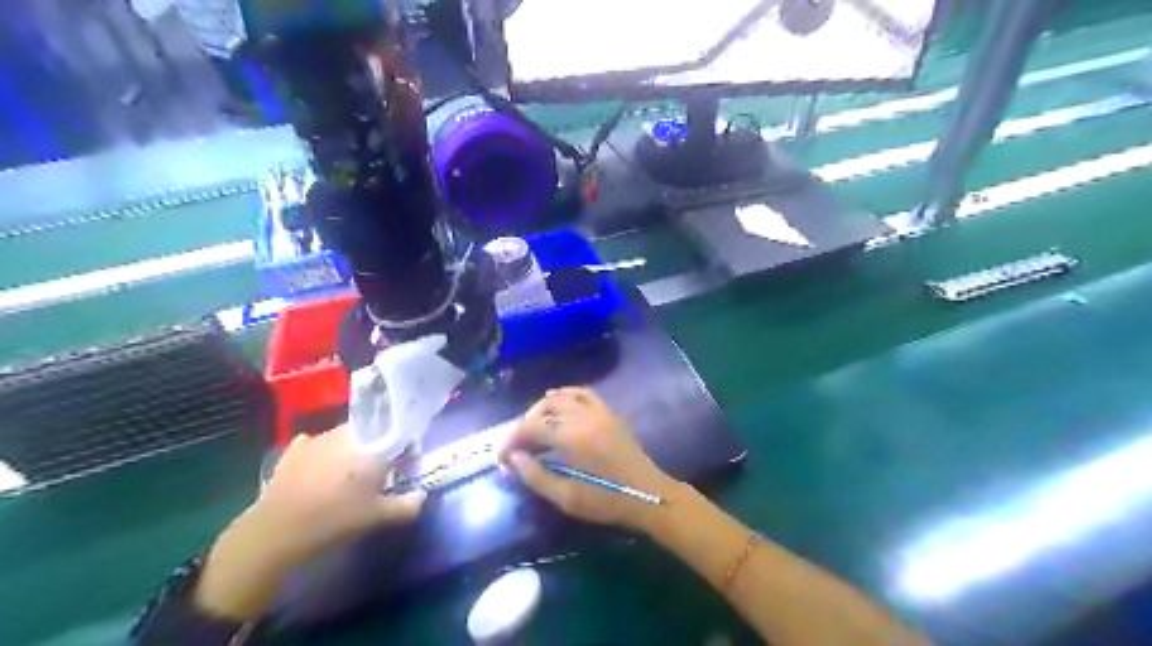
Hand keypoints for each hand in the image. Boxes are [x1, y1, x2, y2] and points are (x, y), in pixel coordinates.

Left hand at [247, 425, 426, 565]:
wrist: (277, 531)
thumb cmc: (336, 519)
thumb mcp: (378, 517)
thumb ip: (407, 505)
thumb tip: (424, 495)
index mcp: (372, 444)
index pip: (397, 432)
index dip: (404, 446)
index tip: (406, 461)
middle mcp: (346, 433)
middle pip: (370, 432)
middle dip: (377, 446)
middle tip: (379, 470)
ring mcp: (317, 439)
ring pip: (343, 435)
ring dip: (350, 447)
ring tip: (350, 471)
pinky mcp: (293, 451)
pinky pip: (314, 443)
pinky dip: (320, 451)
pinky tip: (320, 466)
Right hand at [494, 388, 676, 529]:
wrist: (649, 495)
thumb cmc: (607, 501)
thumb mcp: (567, 498)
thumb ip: (536, 476)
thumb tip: (515, 458)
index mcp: (572, 437)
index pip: (531, 427)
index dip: (511, 439)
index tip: (503, 457)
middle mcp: (583, 416)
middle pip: (543, 408)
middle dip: (525, 424)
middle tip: (519, 447)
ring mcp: (598, 411)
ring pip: (561, 396)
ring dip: (543, 409)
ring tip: (535, 430)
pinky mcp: (608, 413)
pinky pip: (583, 393)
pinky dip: (566, 395)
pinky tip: (558, 404)